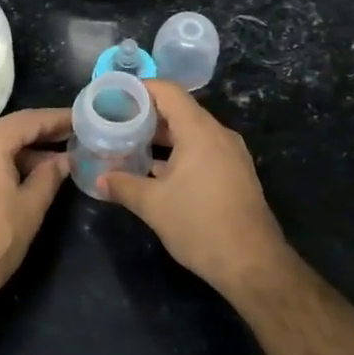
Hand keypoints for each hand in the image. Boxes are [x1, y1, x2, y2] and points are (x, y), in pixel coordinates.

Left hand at [0, 107, 71, 314]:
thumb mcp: (30, 208)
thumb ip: (50, 177)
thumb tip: (64, 160)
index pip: (29, 120)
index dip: (58, 119)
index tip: (82, 120)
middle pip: (9, 129)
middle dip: (42, 135)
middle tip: (73, 140)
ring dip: (23, 152)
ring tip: (55, 163)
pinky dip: (2, 162)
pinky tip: (24, 176)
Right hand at [102, 81, 290, 295]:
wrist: (253, 264)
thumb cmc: (200, 225)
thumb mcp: (153, 205)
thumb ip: (123, 186)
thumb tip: (100, 179)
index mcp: (200, 131)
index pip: (168, 92)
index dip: (139, 89)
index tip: (114, 97)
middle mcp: (218, 135)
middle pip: (179, 112)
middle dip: (145, 117)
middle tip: (115, 124)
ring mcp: (230, 155)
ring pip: (190, 134)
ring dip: (161, 139)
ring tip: (129, 147)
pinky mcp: (235, 174)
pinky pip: (202, 151)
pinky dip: (178, 154)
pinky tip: (155, 172)